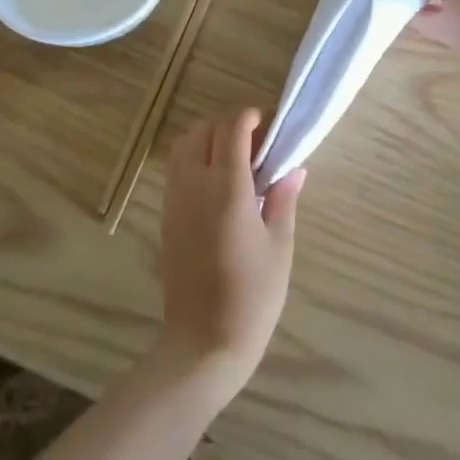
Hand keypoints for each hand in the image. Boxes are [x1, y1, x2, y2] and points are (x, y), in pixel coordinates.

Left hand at [157, 109, 305, 398]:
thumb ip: (284, 200)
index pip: (231, 128)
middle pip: (203, 129)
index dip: (250, 116)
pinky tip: (219, 185)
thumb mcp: (279, 246)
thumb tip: (293, 168)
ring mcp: (174, 200)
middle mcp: (194, 184)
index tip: (270, 125)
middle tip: (258, 146)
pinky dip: (194, 159)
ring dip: (208, 139)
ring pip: (184, 145)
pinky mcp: (166, 216)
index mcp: (226, 187)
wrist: (203, 343)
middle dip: (230, 125)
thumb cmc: (252, 296)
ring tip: (237, 163)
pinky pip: (176, 169)